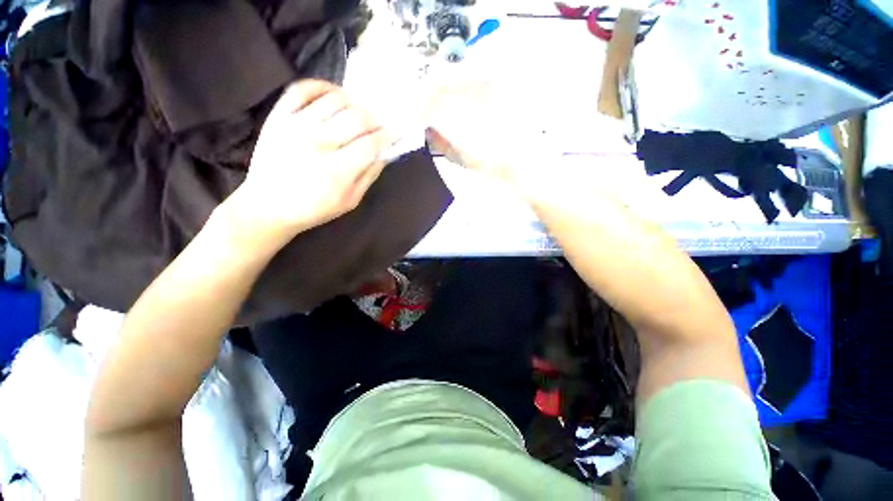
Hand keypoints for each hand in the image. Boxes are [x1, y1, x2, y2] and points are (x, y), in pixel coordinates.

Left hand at [229, 80, 388, 242]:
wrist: (267, 206)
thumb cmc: (314, 208)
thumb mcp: (350, 201)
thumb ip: (369, 176)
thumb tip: (385, 153)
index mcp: (337, 170)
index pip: (371, 144)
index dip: (388, 136)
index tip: (396, 132)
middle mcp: (317, 143)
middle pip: (356, 118)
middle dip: (375, 119)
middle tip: (379, 124)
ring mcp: (295, 126)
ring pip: (334, 100)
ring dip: (354, 103)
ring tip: (360, 112)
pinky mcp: (278, 117)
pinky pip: (302, 89)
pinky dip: (322, 86)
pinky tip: (334, 95)